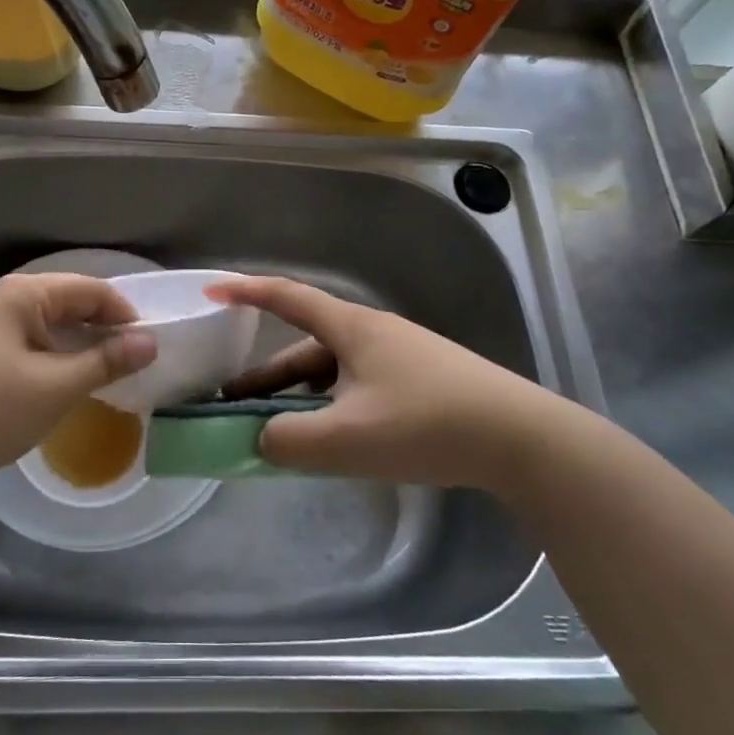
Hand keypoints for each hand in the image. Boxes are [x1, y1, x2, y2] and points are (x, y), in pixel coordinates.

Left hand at [0, 273, 156, 499]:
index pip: (92, 289)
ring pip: (54, 327)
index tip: (150, 349)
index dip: (125, 315)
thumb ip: (105, 361)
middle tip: (137, 366)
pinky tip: (73, 385)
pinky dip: (59, 360)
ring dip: (83, 348)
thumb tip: (150, 341)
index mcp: (25, 293)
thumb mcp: (54, 387)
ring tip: (112, 378)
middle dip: (106, 331)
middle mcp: (8, 299)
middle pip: (72, 304)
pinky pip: (35, 345)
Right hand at [208, 276, 560, 488]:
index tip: (212, 293)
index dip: (247, 293)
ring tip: (280, 433)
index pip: (287, 298)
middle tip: (233, 405)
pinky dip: (333, 407)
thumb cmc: (425, 425)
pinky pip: (359, 387)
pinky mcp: (423, 382)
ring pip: (334, 372)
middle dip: (267, 376)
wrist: (521, 438)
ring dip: (301, 397)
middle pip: (306, 347)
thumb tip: (261, 438)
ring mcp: (402, 357)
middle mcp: (373, 334)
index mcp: (351, 329)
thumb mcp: (345, 439)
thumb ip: (288, 441)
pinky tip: (334, 440)